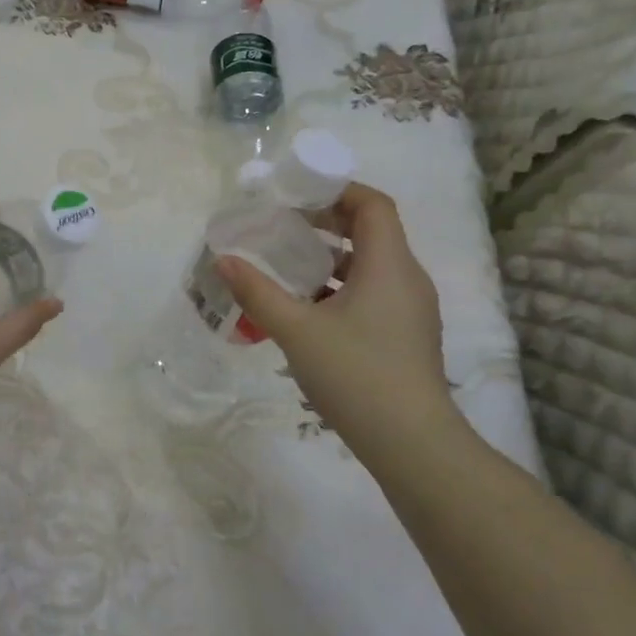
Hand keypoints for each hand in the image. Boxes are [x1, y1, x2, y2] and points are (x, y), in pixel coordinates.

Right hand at [216, 182, 453, 443]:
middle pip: (371, 232)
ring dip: (330, 261)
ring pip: (370, 267)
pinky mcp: (406, 336)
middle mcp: (407, 279)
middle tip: (283, 229)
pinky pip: (373, 294)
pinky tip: (307, 312)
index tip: (297, 196)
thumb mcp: (296, 330)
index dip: (337, 191)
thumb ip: (257, 292)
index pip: (373, 205)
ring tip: (287, 270)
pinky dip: (340, 290)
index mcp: (389, 265)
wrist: (412, 444)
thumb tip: (224, 260)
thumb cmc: (356, 374)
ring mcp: (410, 310)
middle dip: (326, 225)